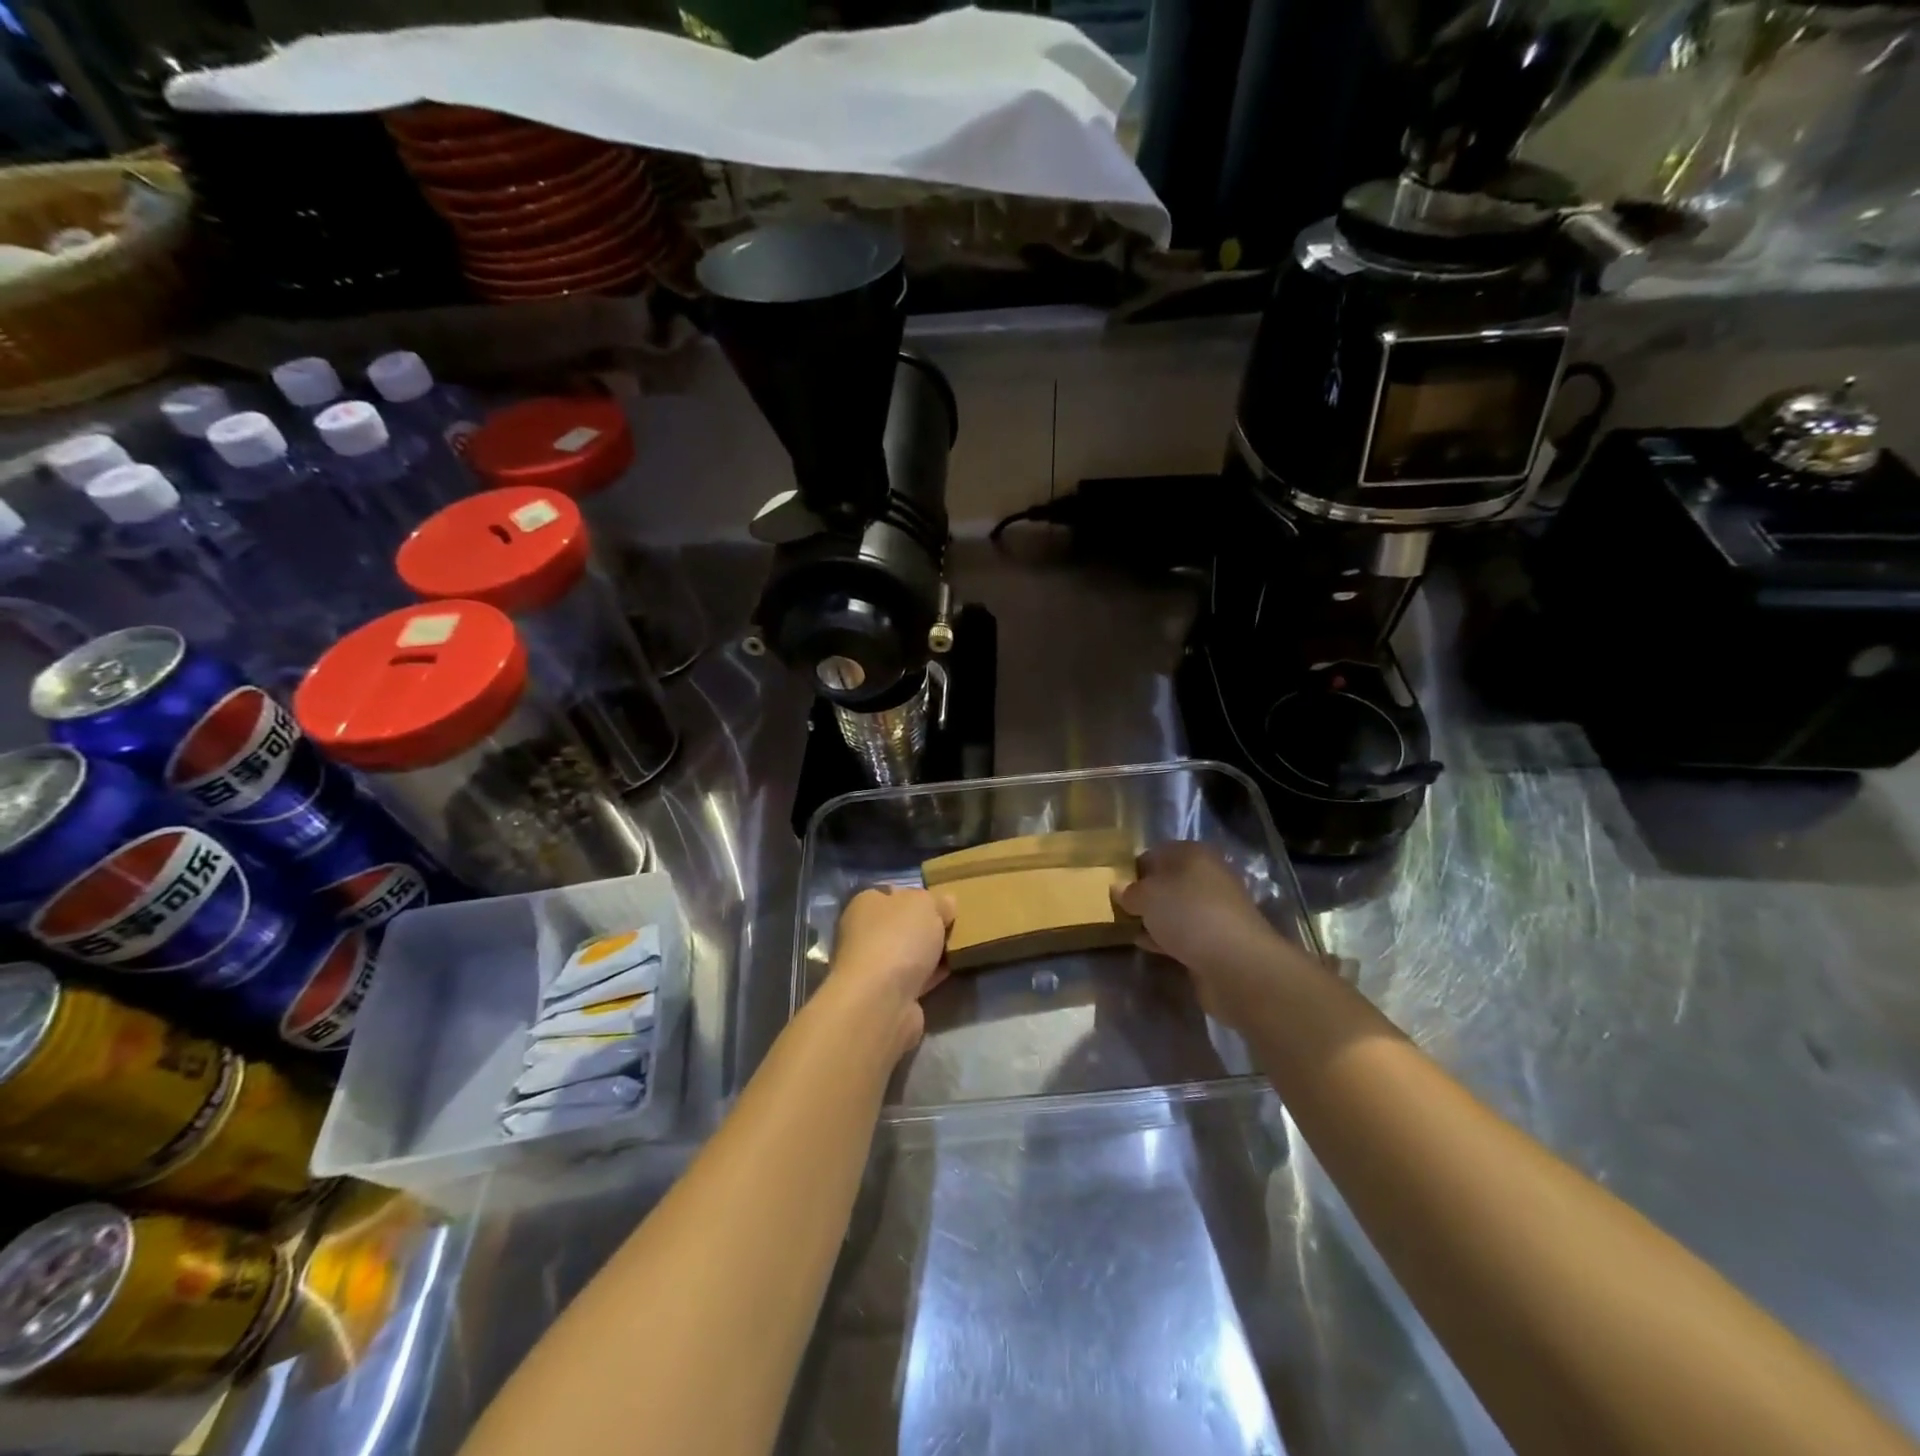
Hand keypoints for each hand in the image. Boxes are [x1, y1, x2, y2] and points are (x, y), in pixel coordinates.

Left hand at [827, 885, 955, 1058]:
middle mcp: (862, 934)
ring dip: (929, 954)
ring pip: (908, 954)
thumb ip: (938, 901)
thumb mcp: (926, 905)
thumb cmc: (898, 938)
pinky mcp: (885, 996)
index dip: (919, 896)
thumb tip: (946, 903)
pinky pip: (914, 979)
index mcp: (865, 904)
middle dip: (926, 927)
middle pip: (901, 925)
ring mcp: (872, 968)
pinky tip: (951, 971)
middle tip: (955, 926)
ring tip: (960, 948)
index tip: (944, 904)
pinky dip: (931, 976)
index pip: (893, 894)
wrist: (881, 1000)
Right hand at [1114, 842, 1318, 1027]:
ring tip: (1129, 927)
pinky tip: (1148, 945)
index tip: (1116, 886)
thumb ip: (1129, 892)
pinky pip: (1186, 932)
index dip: (1135, 867)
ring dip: (1157, 917)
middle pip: (1169, 881)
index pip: (1157, 852)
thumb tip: (1118, 888)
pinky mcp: (1220, 939)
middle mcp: (1209, 876)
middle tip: (1121, 908)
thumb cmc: (1187, 914)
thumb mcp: (1146, 896)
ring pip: (1178, 908)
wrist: (1237, 963)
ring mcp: (1217, 909)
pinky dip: (1167, 937)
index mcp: (1193, 854)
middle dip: (1146, 894)